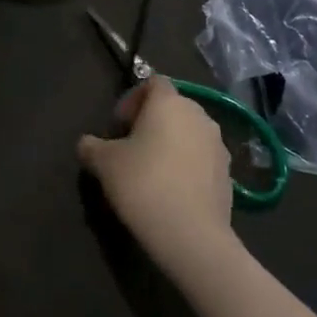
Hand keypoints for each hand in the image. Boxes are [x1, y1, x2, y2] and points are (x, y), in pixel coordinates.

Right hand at [78, 77, 235, 271]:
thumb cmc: (143, 184)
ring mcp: (219, 145)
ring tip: (150, 171)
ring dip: (170, 144)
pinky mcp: (229, 174)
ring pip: (189, 133)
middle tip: (129, 148)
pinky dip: (186, 166)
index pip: (152, 82)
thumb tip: (87, 143)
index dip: (132, 99)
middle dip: (150, 122)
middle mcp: (199, 115)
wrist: (191, 234)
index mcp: (169, 103)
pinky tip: (170, 191)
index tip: (118, 126)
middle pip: (172, 107)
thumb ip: (91, 146)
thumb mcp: (103, 163)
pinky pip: (201, 159)